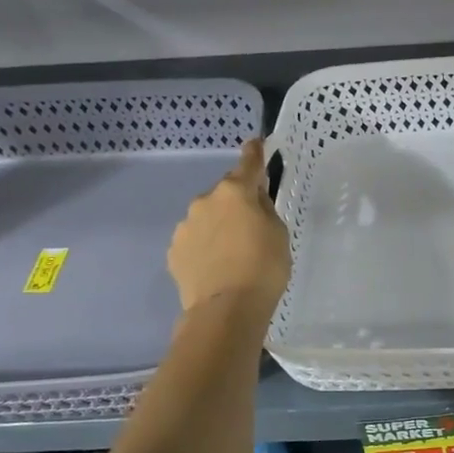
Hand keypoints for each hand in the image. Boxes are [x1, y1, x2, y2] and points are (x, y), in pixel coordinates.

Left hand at [168, 138, 291, 317]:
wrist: (226, 310)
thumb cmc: (264, 268)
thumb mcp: (279, 234)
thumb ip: (265, 211)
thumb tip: (253, 203)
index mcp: (235, 192)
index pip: (248, 163)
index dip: (254, 152)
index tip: (256, 142)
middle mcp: (205, 201)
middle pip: (225, 194)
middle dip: (237, 203)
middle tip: (252, 227)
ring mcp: (185, 226)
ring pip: (207, 217)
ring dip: (218, 226)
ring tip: (232, 254)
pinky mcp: (174, 251)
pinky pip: (194, 240)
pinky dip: (205, 246)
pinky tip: (216, 267)